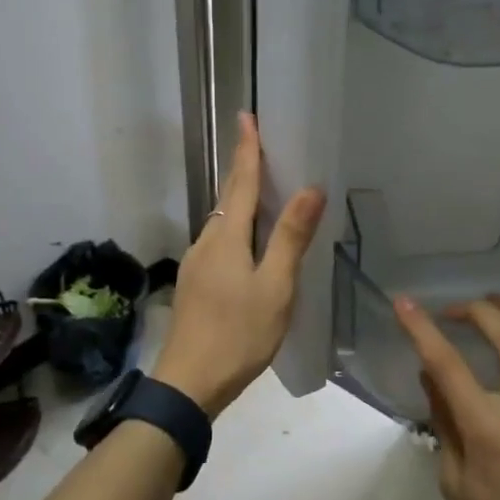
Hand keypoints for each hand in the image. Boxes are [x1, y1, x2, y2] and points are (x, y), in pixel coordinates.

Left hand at [150, 112, 325, 417]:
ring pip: (222, 223)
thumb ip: (290, 237)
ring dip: (239, 201)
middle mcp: (205, 242)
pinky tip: (248, 245)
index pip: (239, 182)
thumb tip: (310, 188)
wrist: (189, 383)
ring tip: (263, 192)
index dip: (246, 149)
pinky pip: (218, 243)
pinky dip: (236, 229)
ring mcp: (195, 265)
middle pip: (227, 198)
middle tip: (258, 146)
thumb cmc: (238, 334)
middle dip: (242, 170)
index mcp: (226, 237)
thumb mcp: (275, 287)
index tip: (246, 116)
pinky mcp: (194, 285)